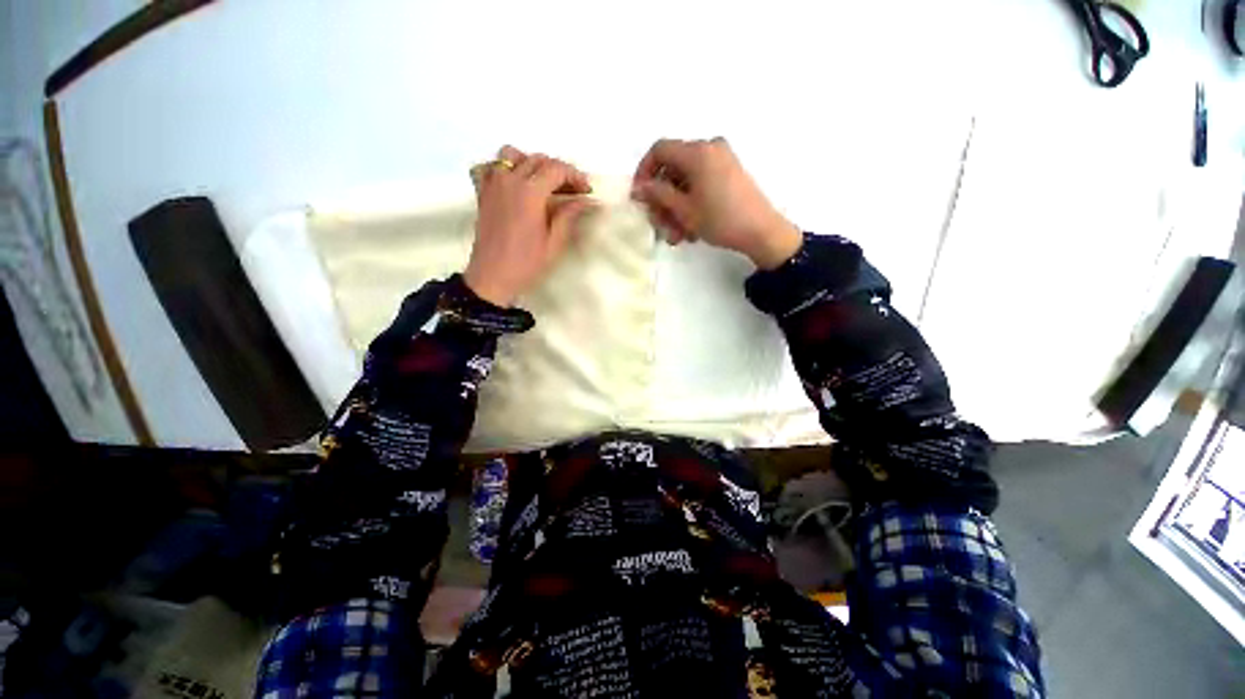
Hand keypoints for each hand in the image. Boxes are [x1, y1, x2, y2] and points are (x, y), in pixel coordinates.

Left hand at [465, 146, 595, 306]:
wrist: (492, 277)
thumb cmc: (526, 263)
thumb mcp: (554, 242)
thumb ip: (569, 215)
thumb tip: (585, 201)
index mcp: (530, 192)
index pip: (556, 169)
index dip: (575, 176)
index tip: (587, 191)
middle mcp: (510, 180)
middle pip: (538, 160)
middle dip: (559, 170)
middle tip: (573, 191)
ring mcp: (492, 184)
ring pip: (512, 155)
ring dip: (531, 163)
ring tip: (543, 182)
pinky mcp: (482, 193)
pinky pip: (489, 167)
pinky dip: (502, 168)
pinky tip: (513, 183)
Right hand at [631, 138, 801, 269]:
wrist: (761, 231)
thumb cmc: (720, 219)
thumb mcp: (684, 210)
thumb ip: (658, 194)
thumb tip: (639, 187)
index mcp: (698, 152)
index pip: (659, 150)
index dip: (644, 172)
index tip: (639, 196)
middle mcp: (710, 149)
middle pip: (673, 169)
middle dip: (662, 200)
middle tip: (659, 224)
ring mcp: (722, 161)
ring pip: (686, 182)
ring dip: (676, 209)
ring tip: (676, 236)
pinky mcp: (729, 175)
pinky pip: (701, 185)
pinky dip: (691, 205)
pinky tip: (690, 230)